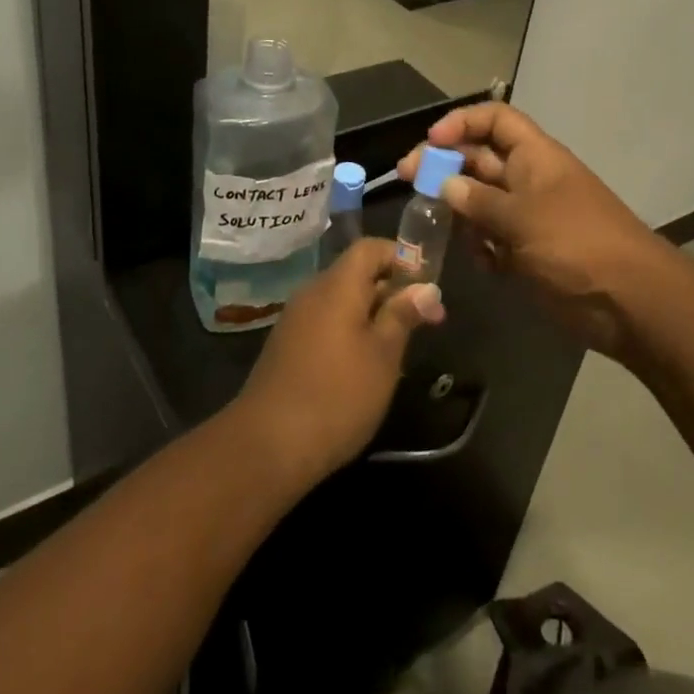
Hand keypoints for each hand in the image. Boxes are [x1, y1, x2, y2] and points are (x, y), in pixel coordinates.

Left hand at [233, 238, 445, 488]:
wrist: (267, 445)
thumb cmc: (338, 395)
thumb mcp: (383, 355)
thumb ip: (403, 315)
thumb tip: (425, 288)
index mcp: (337, 285)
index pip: (370, 248)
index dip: (401, 258)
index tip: (426, 286)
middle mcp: (312, 293)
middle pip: (355, 273)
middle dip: (391, 291)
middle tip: (424, 322)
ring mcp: (295, 320)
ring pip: (341, 301)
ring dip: (372, 314)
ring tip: (399, 347)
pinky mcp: (287, 346)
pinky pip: (325, 322)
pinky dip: (350, 332)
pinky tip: (365, 367)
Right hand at [399, 103, 662, 356]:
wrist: (631, 302)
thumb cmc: (577, 245)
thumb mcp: (523, 218)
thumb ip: (479, 201)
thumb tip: (446, 185)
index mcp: (535, 157)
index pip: (495, 120)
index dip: (462, 122)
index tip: (431, 142)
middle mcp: (529, 179)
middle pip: (479, 159)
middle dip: (445, 167)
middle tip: (408, 180)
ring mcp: (529, 217)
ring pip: (481, 201)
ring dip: (460, 211)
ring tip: (438, 226)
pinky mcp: (529, 251)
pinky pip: (493, 238)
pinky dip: (481, 248)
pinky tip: (480, 262)